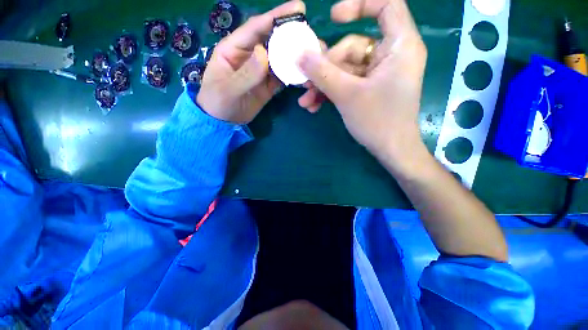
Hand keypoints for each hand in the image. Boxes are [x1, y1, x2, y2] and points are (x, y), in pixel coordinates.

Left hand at [197, 1, 305, 123]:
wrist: (223, 122)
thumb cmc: (217, 102)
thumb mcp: (227, 89)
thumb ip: (245, 73)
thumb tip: (264, 53)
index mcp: (234, 48)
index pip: (256, 27)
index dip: (275, 17)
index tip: (298, 9)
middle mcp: (250, 55)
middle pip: (272, 41)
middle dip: (291, 36)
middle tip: (311, 36)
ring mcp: (261, 71)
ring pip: (280, 59)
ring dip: (295, 57)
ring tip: (312, 56)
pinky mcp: (268, 85)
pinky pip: (282, 77)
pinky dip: (293, 76)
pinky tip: (303, 76)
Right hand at [297, 0, 426, 167]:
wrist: (390, 150)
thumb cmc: (377, 121)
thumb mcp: (347, 95)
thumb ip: (322, 73)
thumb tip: (299, 54)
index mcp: (399, 46)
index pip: (387, 6)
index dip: (360, 5)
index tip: (334, 18)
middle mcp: (390, 55)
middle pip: (352, 46)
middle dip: (326, 67)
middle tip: (306, 83)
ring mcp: (378, 74)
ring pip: (345, 69)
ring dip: (323, 84)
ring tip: (306, 100)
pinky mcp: (369, 89)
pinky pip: (347, 83)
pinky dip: (331, 92)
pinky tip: (314, 105)